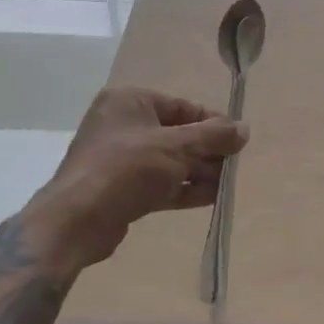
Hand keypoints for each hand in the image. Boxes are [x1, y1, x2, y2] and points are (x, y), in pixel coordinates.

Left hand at [26, 88, 247, 270]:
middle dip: (208, 152)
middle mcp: (123, 125)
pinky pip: (160, 183)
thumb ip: (214, 136)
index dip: (213, 123)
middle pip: (178, 135)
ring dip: (200, 172)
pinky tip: (213, 198)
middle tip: (235, 166)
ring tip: (229, 185)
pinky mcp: (121, 189)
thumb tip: (245, 128)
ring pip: (170, 161)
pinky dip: (185, 189)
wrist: (78, 221)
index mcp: (130, 102)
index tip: (238, 140)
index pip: (182, 107)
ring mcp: (120, 159)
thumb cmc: (128, 168)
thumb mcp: (177, 147)